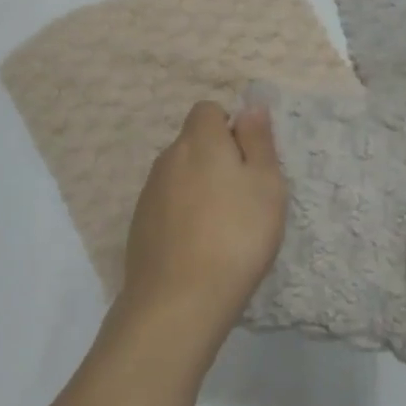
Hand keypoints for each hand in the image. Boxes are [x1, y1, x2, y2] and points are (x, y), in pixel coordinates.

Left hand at [118, 101, 286, 340]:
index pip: (208, 110)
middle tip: (243, 198)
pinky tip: (198, 247)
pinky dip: (183, 214)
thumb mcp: (266, 184)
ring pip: (180, 175)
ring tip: (223, 227)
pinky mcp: (139, 224)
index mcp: (199, 140)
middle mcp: (168, 157)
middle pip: (194, 143)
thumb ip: (258, 140)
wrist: (178, 299)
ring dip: (199, 188)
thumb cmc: (236, 235)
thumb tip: (251, 106)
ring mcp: (149, 192)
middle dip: (216, 159)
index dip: (230, 128)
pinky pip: (167, 204)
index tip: (248, 161)